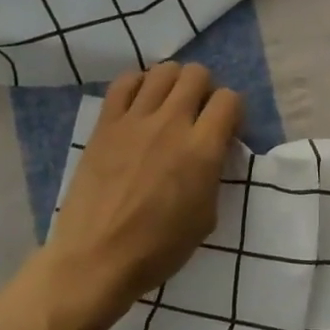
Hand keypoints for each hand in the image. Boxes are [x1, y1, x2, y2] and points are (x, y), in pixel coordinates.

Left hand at [43, 63, 242, 324]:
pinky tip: (140, 105)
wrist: (97, 258)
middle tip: (198, 115)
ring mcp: (134, 120)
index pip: (229, 100)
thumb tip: (210, 152)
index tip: (226, 131)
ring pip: (163, 71)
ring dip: (174, 83)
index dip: (232, 112)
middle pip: (197, 75)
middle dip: (205, 90)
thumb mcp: (206, 217)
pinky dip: (139, 85)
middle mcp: (171, 124)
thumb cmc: (158, 248)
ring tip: (169, 106)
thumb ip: (213, 174)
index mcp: (202, 150)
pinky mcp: (105, 124)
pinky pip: (125, 82)